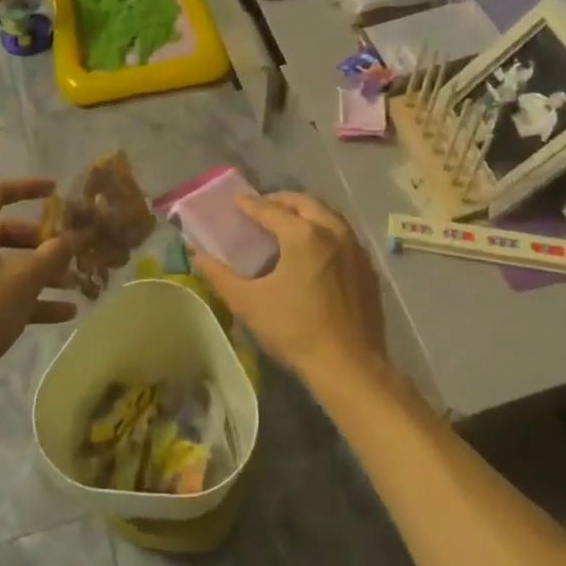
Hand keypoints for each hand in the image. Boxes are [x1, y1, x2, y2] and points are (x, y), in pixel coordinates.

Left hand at [0, 178, 79, 407]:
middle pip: (9, 232)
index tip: (56, 191)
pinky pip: (5, 291)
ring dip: (43, 273)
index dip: (28, 188)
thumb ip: (53, 255)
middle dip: (44, 243)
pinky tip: (65, 312)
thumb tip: (73, 239)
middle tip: (72, 251)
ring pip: (10, 264)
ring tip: (77, 284)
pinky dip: (32, 298)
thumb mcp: (23, 280)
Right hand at [190, 192, 388, 390]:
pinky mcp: (368, 267)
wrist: (349, 365)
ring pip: (328, 215)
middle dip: (282, 200)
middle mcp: (333, 231)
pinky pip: (344, 235)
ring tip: (288, 223)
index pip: (271, 210)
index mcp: (303, 235)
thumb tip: (197, 255)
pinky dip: (325, 230)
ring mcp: (355, 248)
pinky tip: (315, 249)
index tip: (238, 201)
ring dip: (306, 212)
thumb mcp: (249, 303)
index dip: (251, 205)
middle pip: (305, 203)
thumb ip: (220, 276)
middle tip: (264, 207)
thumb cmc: (295, 330)